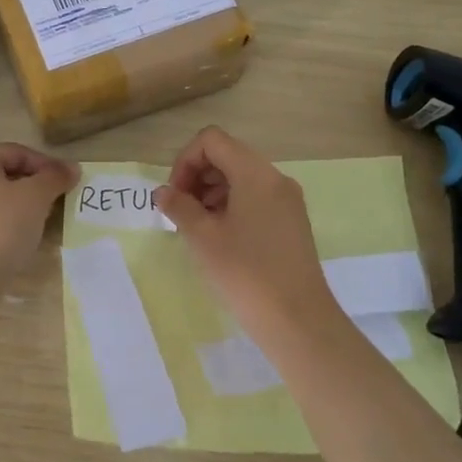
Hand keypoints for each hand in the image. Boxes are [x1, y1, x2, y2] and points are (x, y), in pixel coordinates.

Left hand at [0, 143, 77, 280]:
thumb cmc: (1, 226)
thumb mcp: (36, 197)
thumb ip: (55, 178)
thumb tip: (72, 168)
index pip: (18, 153)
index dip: (48, 166)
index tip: (68, 184)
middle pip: (4, 174)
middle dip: (33, 187)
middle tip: (56, 203)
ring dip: (18, 207)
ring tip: (40, 222)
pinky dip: (2, 224)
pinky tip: (17, 240)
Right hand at [155, 126, 333, 335]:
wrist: (298, 321)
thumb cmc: (246, 274)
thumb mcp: (203, 238)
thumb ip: (179, 207)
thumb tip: (163, 192)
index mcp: (256, 173)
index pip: (212, 140)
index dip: (185, 161)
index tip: (174, 196)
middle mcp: (275, 178)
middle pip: (227, 156)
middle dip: (197, 176)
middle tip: (180, 212)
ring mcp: (287, 201)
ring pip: (241, 178)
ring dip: (212, 192)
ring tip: (196, 228)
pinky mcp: (292, 222)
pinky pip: (256, 198)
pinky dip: (231, 206)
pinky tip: (219, 238)